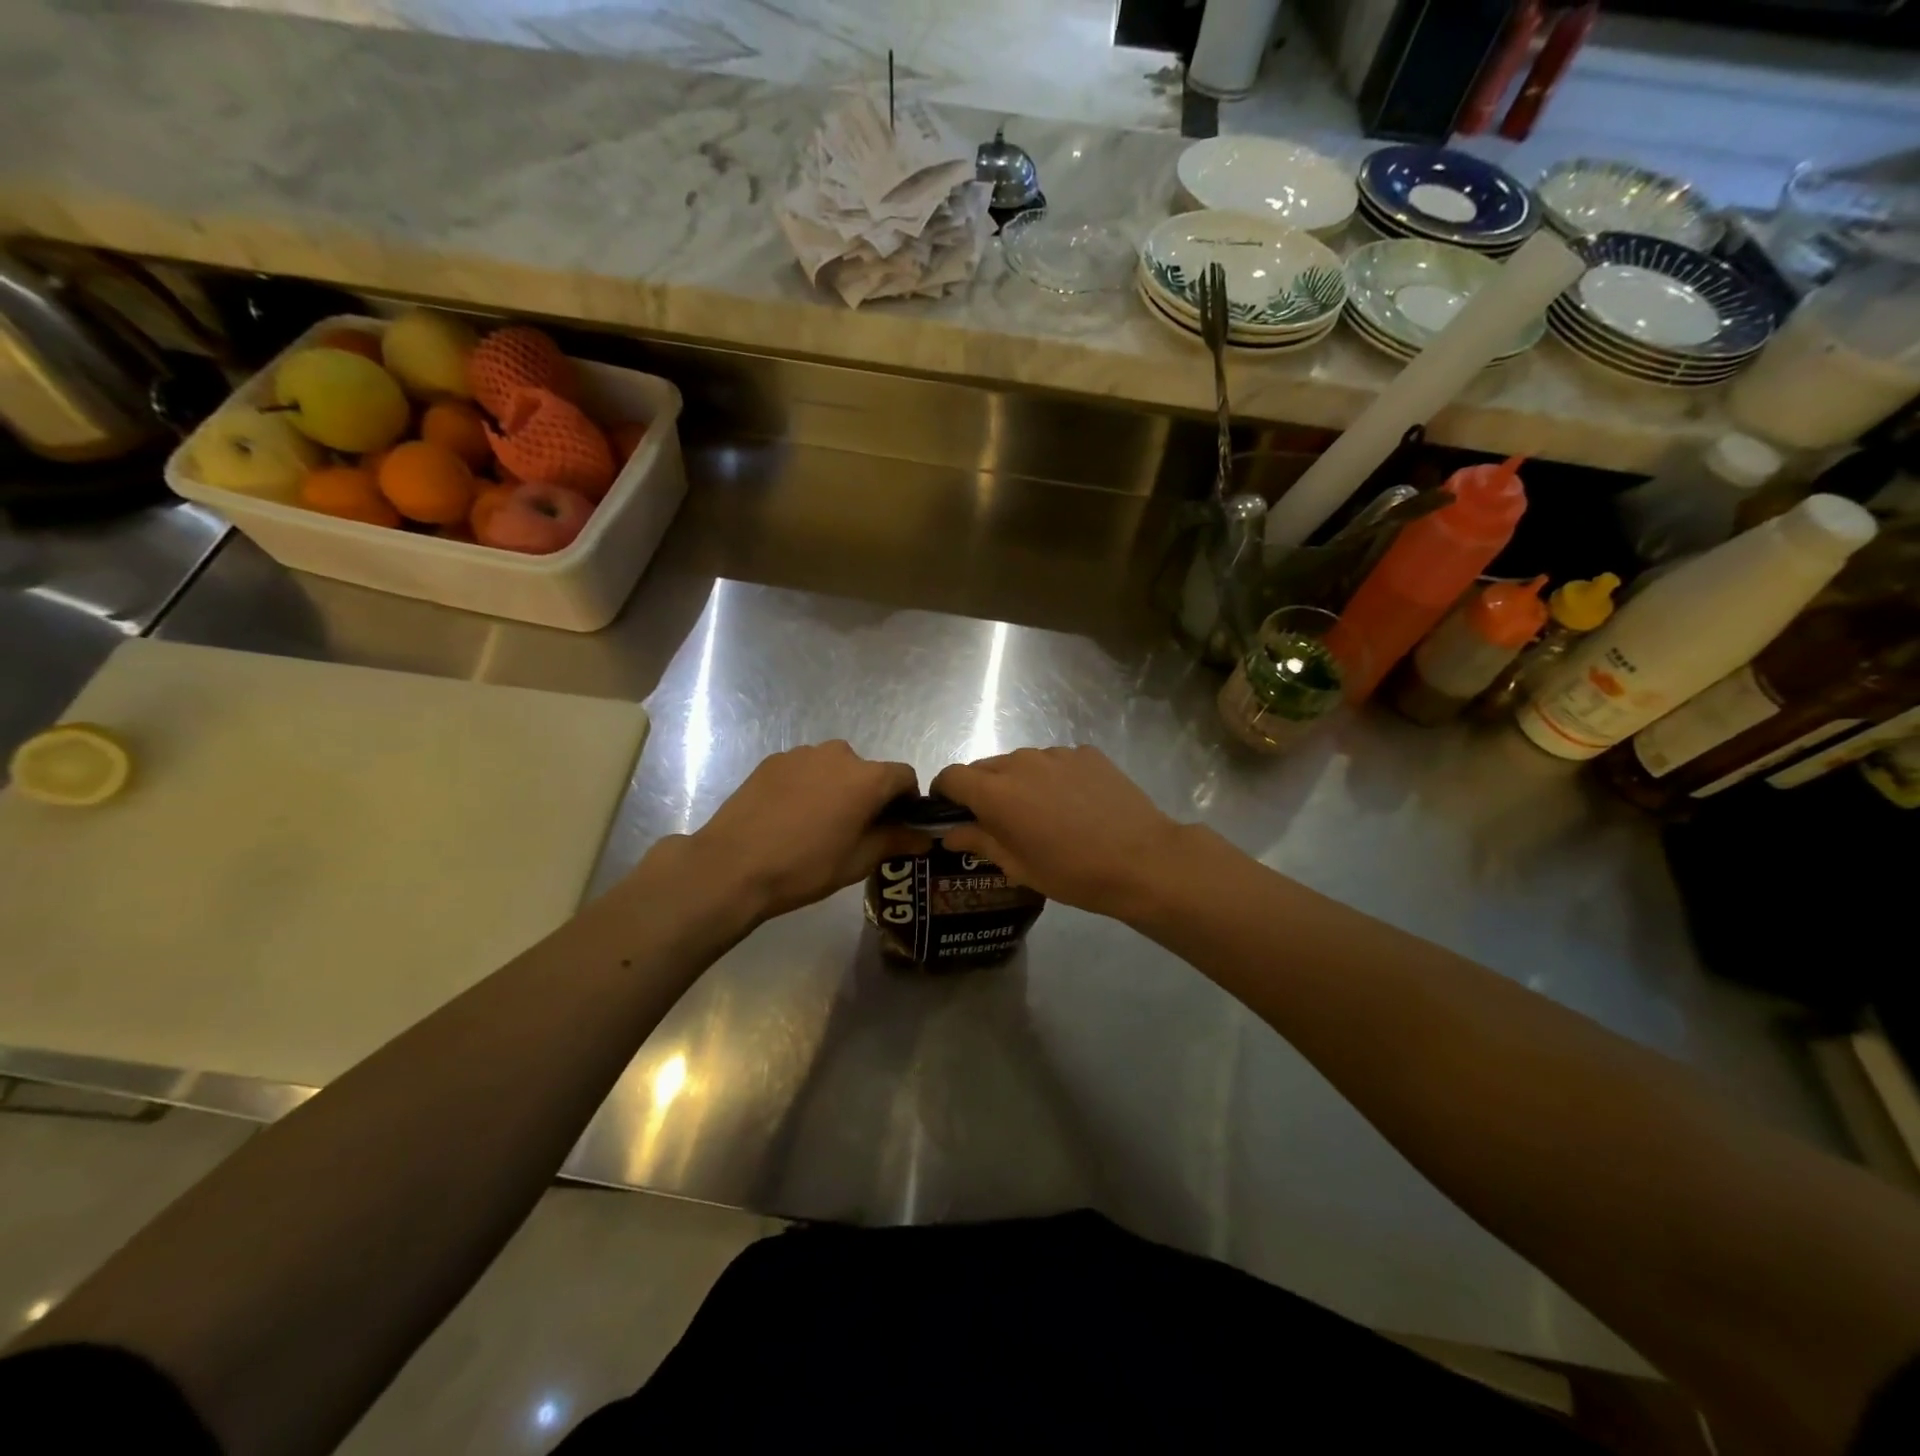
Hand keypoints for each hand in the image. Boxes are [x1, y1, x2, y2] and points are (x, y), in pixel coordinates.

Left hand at [658, 742, 930, 924]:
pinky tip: (789, 817)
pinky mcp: (772, 760)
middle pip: (867, 771)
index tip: (896, 826)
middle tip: (853, 830)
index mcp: (867, 778)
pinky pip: (804, 770)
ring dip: (836, 789)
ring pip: (834, 769)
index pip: (904, 776)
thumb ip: (896, 841)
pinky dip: (807, 787)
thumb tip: (925, 837)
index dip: (907, 800)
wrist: (732, 866)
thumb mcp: (858, 861)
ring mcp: (802, 754)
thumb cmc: (805, 867)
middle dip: (868, 796)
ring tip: (816, 824)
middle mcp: (839, 754)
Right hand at [932, 746, 1184, 921]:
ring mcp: (1057, 754)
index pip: (951, 776)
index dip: (945, 793)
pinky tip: (1075, 804)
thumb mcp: (1019, 867)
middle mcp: (1021, 762)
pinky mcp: (1087, 753)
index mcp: (996, 792)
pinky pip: (1056, 761)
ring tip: (1043, 813)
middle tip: (999, 821)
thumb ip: (979, 842)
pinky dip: (1053, 777)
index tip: (951, 812)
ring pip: (1021, 762)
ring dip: (1019, 782)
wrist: (1142, 860)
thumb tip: (950, 833)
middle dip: (982, 790)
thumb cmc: (1073, 873)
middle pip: (985, 767)